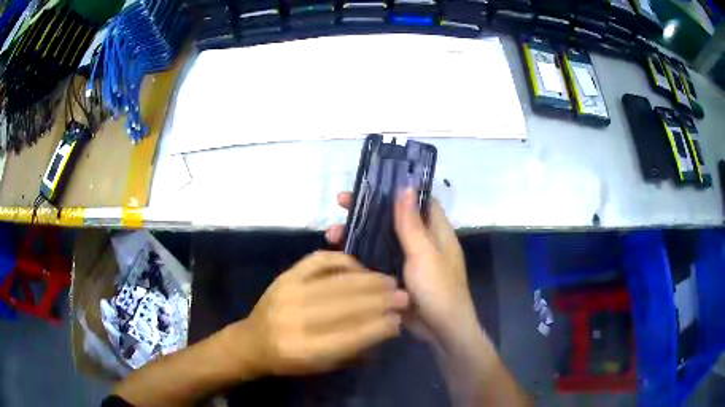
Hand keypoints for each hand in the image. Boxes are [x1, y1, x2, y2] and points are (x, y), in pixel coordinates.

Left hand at [228, 251, 408, 376]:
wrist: (252, 341)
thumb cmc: (289, 360)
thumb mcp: (321, 365)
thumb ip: (353, 348)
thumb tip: (387, 326)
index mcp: (304, 350)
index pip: (350, 335)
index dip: (379, 326)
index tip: (399, 320)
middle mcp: (295, 319)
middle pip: (346, 305)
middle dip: (380, 300)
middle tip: (403, 295)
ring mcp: (288, 292)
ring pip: (337, 282)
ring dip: (368, 281)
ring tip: (389, 281)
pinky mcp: (284, 276)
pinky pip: (318, 260)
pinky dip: (342, 260)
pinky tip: (359, 267)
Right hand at [327, 190, 478, 350]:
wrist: (441, 331)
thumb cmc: (438, 289)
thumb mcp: (424, 254)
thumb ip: (411, 223)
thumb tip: (406, 186)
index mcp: (436, 231)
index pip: (417, 201)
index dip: (397, 190)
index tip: (372, 183)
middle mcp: (422, 242)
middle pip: (393, 219)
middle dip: (367, 211)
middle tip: (340, 204)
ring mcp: (408, 261)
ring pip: (381, 240)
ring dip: (358, 235)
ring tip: (331, 234)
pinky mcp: (397, 278)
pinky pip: (377, 261)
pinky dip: (360, 256)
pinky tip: (339, 256)